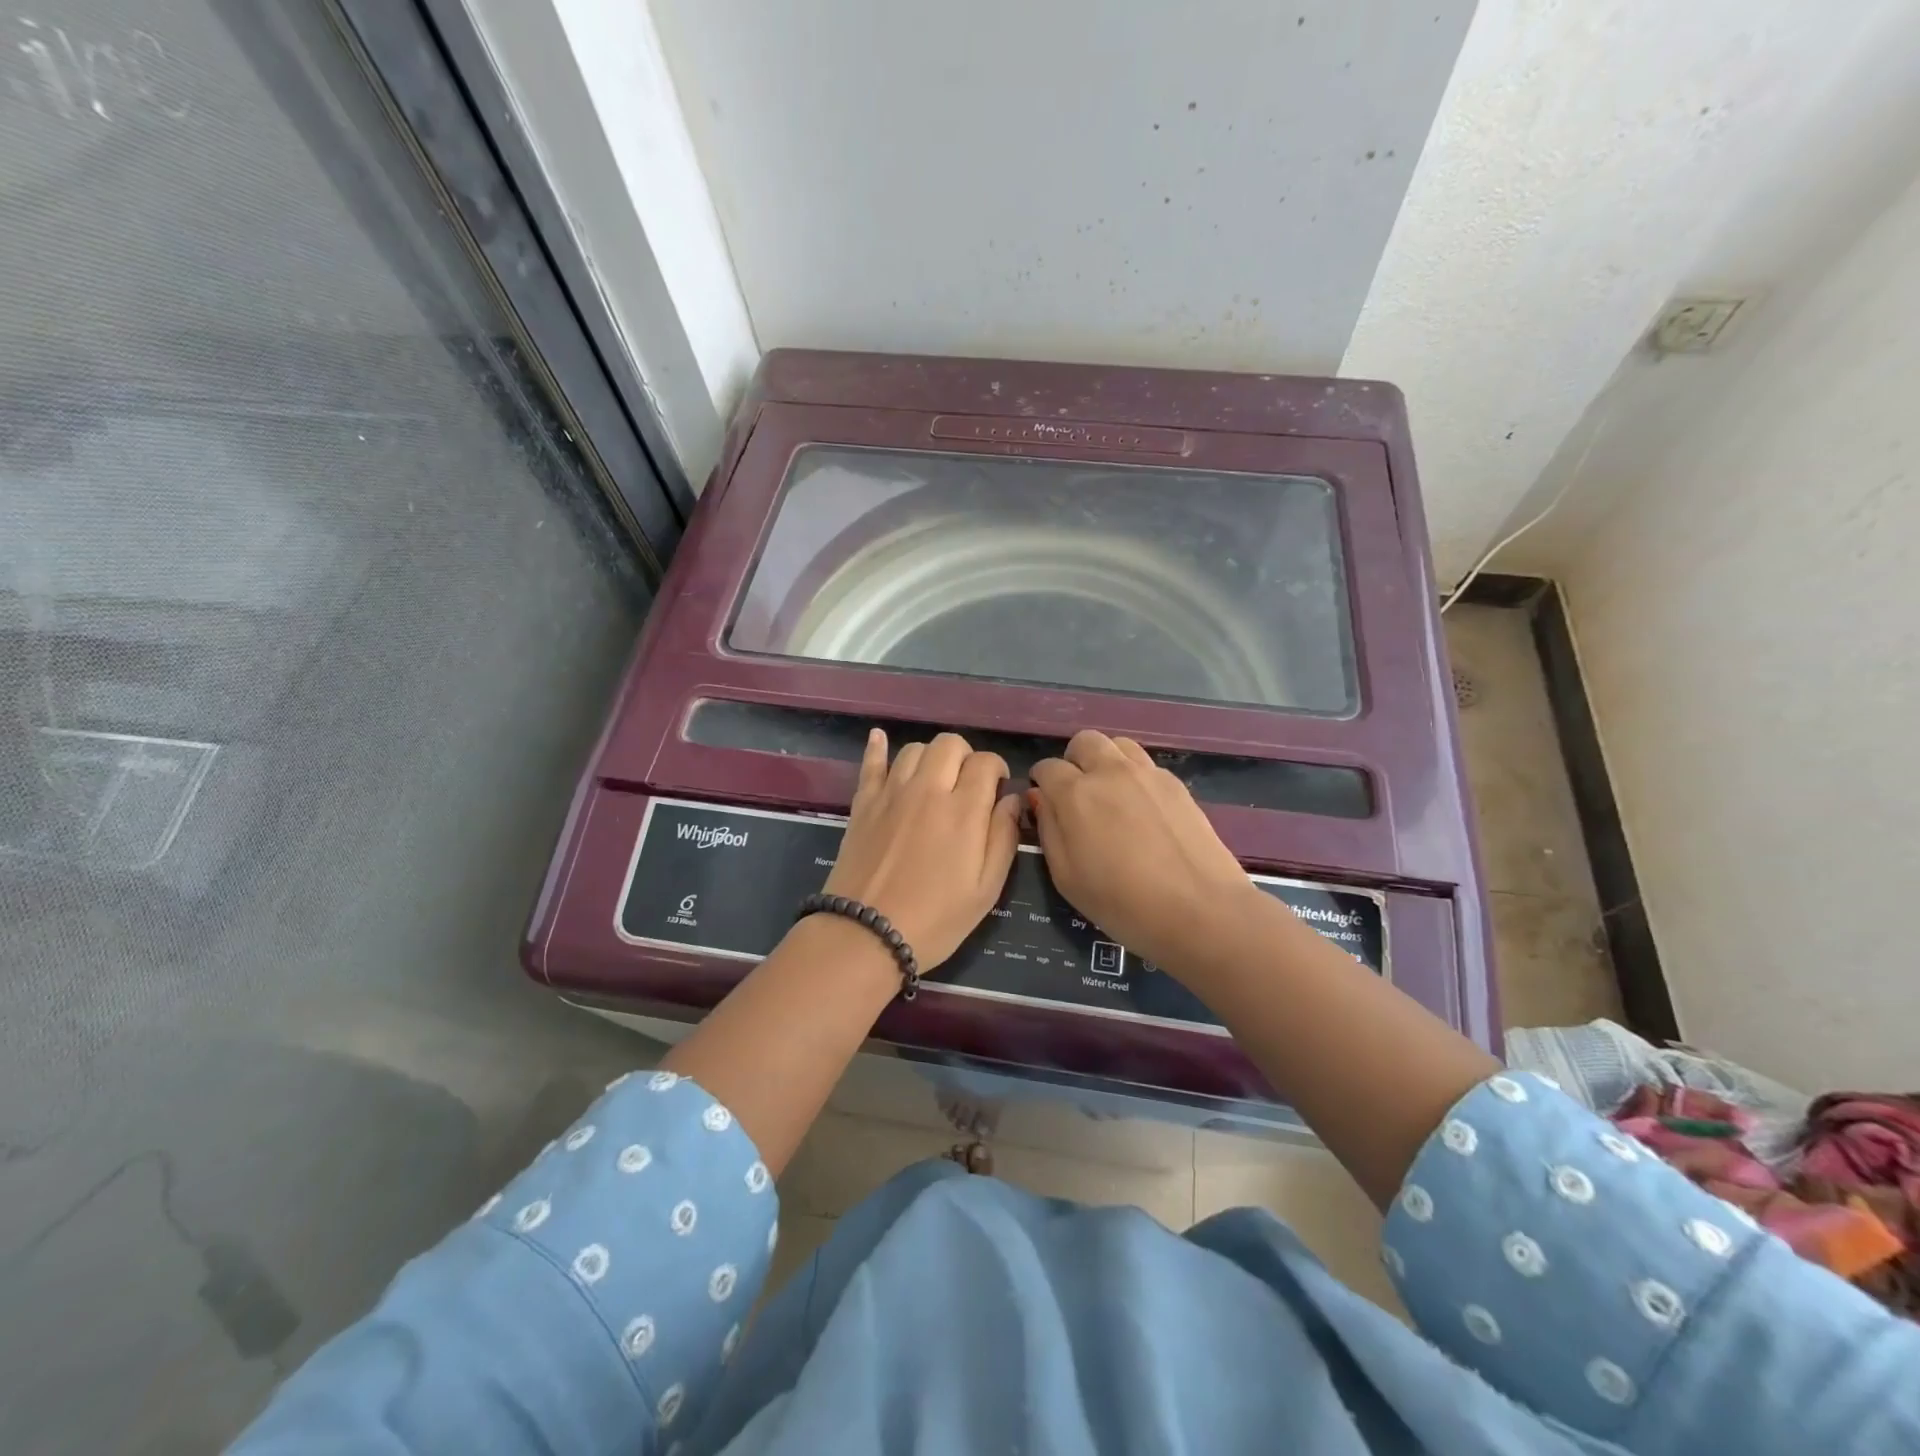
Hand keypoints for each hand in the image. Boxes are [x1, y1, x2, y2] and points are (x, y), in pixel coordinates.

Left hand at [822, 729, 1021, 967]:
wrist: (865, 934)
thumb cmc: (935, 919)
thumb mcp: (986, 889)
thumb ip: (1003, 837)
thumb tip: (1011, 798)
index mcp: (963, 810)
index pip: (985, 762)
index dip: (996, 770)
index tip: (996, 791)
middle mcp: (927, 789)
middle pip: (950, 744)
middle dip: (966, 757)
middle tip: (968, 786)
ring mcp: (891, 793)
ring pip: (915, 749)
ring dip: (932, 758)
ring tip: (935, 781)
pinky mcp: (863, 803)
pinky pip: (871, 763)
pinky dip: (877, 748)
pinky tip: (879, 737)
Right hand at [1029, 730, 1258, 971]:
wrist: (1201, 911)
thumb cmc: (1123, 904)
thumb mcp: (1066, 878)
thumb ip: (1048, 830)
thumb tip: (1041, 799)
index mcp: (1075, 794)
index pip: (1047, 768)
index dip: (1041, 784)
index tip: (1047, 806)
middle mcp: (1109, 771)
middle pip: (1083, 742)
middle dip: (1073, 762)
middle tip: (1077, 796)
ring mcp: (1147, 773)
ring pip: (1117, 744)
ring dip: (1105, 761)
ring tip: (1110, 795)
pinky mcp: (1176, 784)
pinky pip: (1145, 763)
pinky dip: (1134, 775)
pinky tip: (1141, 808)